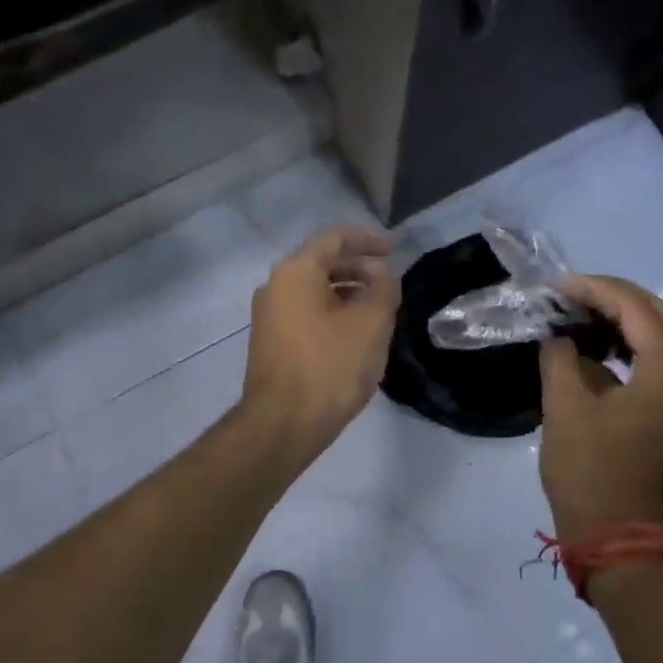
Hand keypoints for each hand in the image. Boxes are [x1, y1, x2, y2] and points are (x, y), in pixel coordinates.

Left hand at [241, 225, 399, 462]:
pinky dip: (332, 312)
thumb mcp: (371, 324)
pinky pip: (306, 313)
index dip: (367, 239)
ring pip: (313, 290)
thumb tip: (384, 277)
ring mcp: (269, 316)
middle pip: (321, 262)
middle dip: (358, 266)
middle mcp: (275, 287)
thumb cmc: (330, 367)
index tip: (393, 249)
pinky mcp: (272, 343)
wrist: (283, 424)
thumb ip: (384, 290)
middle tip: (389, 280)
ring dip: (347, 291)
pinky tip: (355, 333)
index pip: (334, 237)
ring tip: (378, 307)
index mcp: (295, 272)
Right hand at [539, 274, 662, 541]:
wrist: (617, 538)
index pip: (638, 310)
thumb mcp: (565, 408)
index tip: (557, 287)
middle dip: (618, 299)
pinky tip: (595, 354)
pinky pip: (661, 368)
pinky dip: (631, 351)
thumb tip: (558, 338)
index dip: (596, 290)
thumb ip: (560, 358)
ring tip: (580, 319)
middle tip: (574, 296)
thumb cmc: (591, 471)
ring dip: (626, 324)